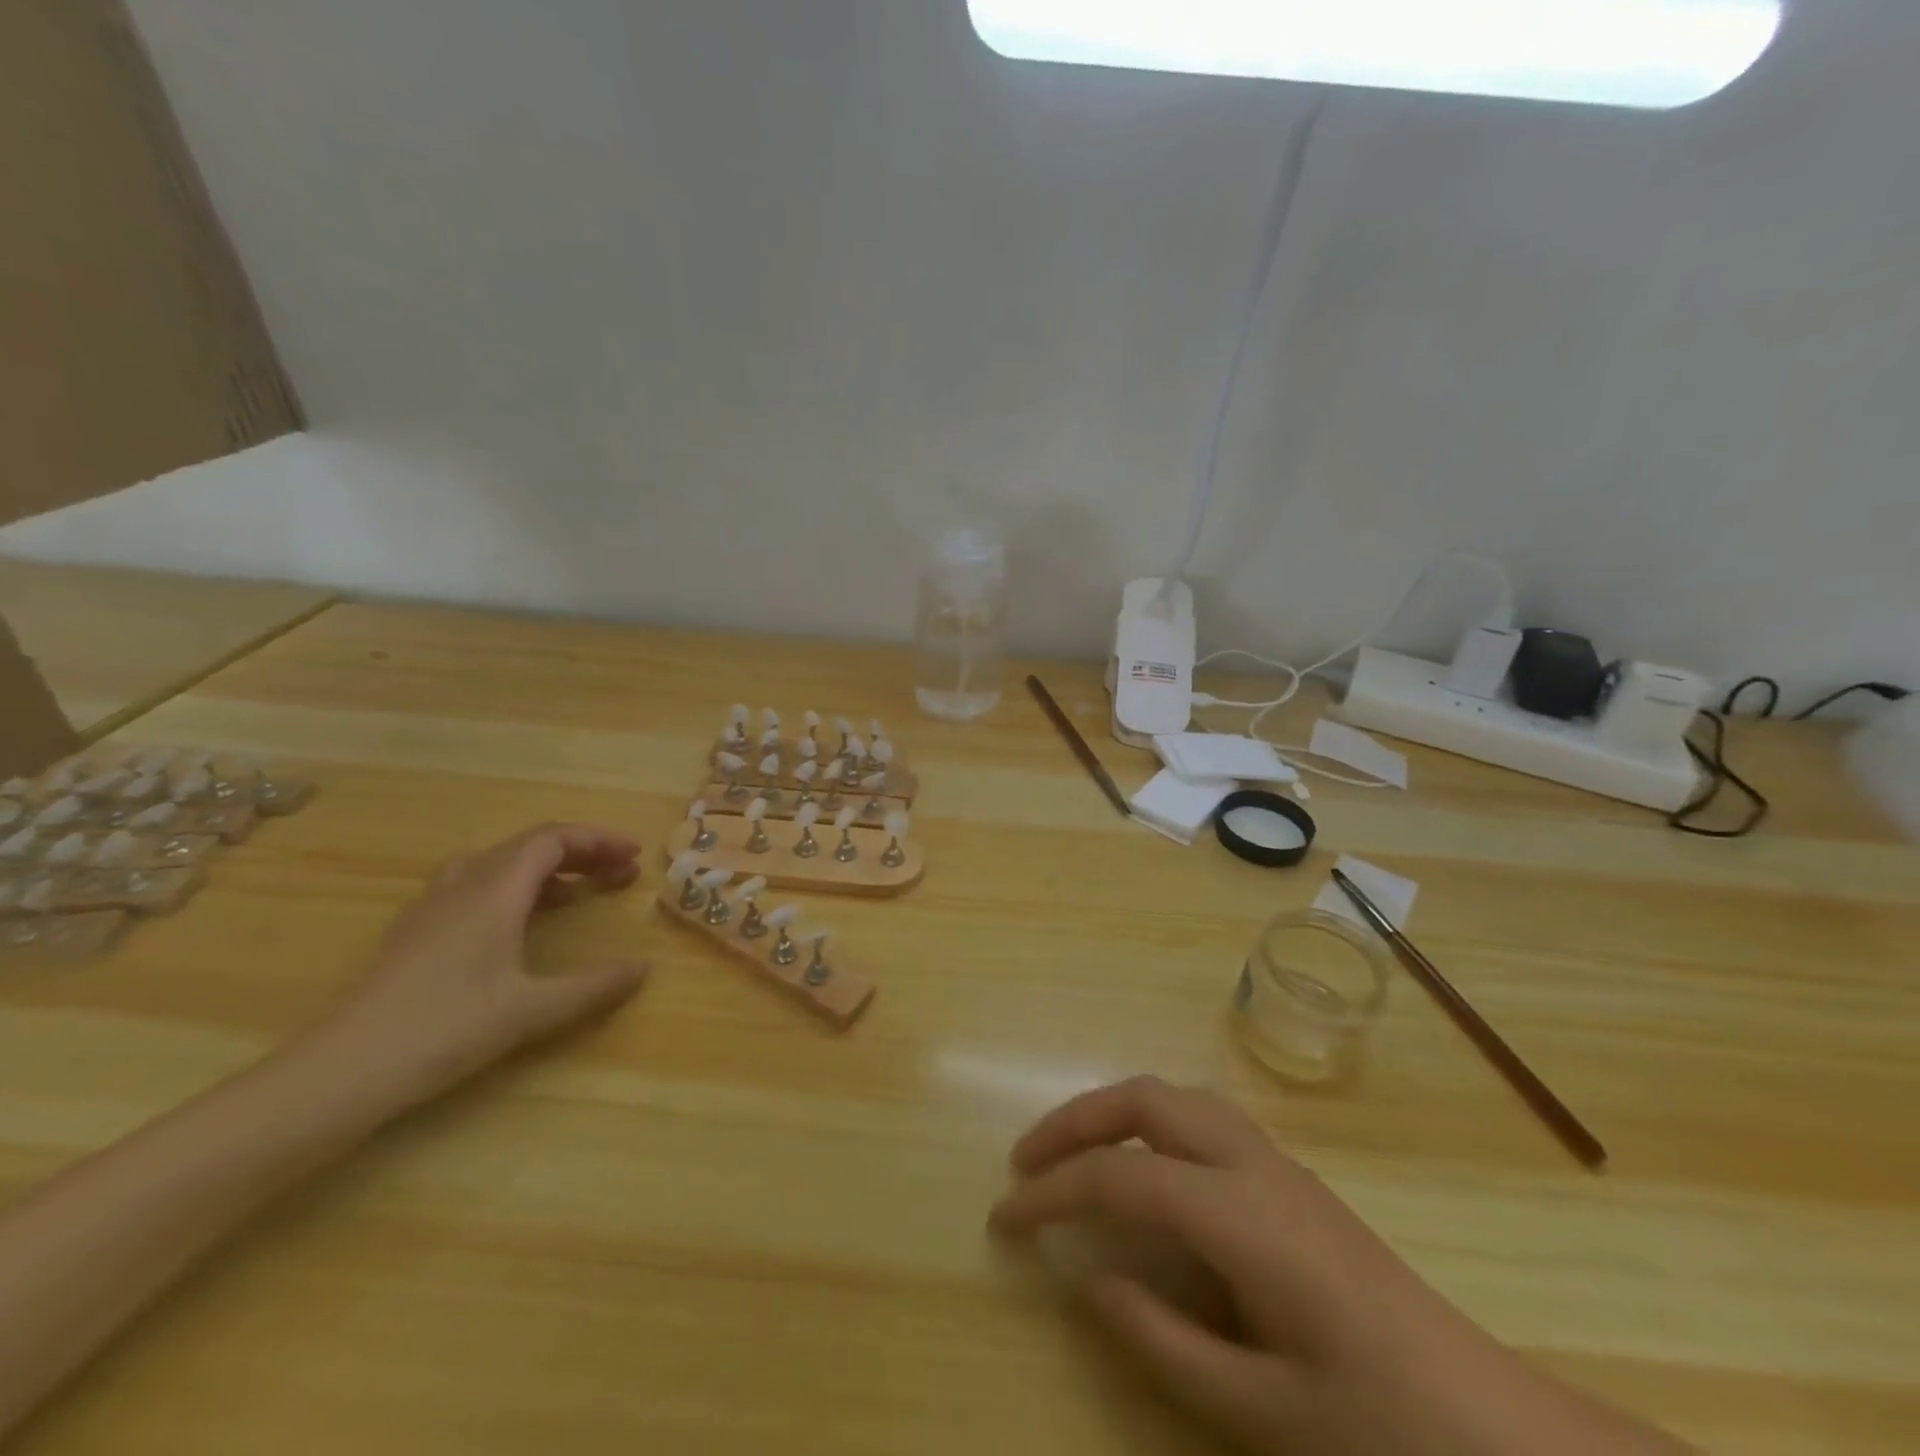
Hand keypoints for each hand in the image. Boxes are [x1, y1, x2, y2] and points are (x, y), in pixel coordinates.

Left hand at [316, 823, 649, 1105]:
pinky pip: (476, 885)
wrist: (342, 1070)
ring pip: (500, 863)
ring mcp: (434, 906)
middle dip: (582, 854)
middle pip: (530, 846)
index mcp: (494, 891)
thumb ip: (593, 987)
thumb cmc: (445, 1029)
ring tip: (580, 893)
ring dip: (548, 869)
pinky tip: (521, 921)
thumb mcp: (532, 1011)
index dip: (598, 840)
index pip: (553, 839)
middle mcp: (464, 884)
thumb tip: (643, 968)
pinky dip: (516, 887)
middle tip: (620, 875)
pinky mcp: (417, 930)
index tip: (634, 856)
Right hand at [990, 1078, 1687, 1455]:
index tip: (1005, 1216)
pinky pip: (1200, 1117)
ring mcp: (1275, 1161)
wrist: (1499, 1427)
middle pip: (1143, 1101)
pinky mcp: (1289, 1175)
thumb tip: (1090, 1280)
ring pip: (1174, 1096)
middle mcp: (1252, 1164)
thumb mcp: (1263, 1411)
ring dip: (1113, 1112)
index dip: (1054, 1192)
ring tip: (1074, 1154)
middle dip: (1074, 1120)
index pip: (1121, 1179)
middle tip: (1027, 1161)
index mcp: (1241, 1216)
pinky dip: (1150, 1123)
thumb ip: (1163, 1341)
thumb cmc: (1382, 1427)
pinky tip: (1143, 1169)